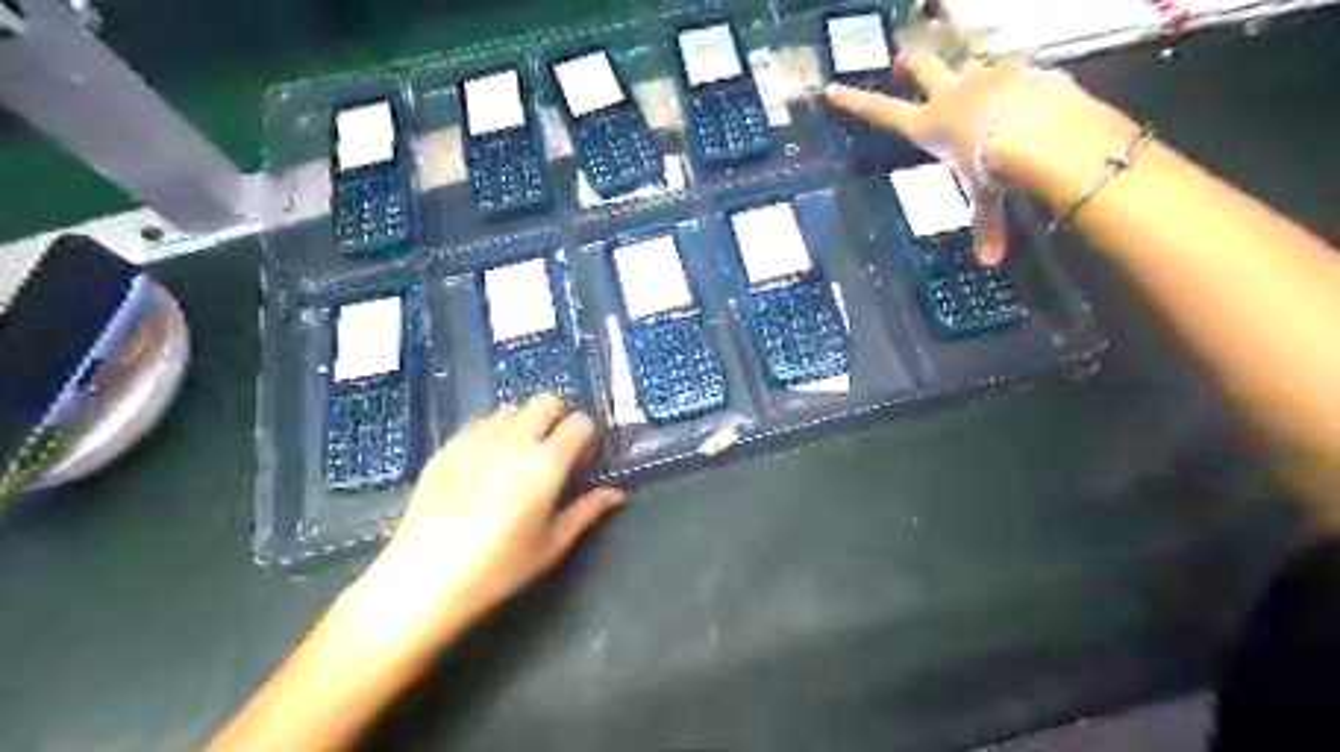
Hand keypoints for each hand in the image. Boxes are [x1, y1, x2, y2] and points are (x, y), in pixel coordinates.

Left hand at [342, 398, 618, 654]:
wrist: (424, 580)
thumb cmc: (498, 568)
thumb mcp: (551, 545)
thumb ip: (586, 512)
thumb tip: (616, 494)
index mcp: (546, 464)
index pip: (578, 423)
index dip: (585, 434)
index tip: (582, 453)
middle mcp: (514, 441)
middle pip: (544, 401)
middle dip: (556, 417)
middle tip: (553, 446)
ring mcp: (477, 440)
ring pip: (511, 408)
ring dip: (523, 421)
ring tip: (518, 451)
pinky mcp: (447, 447)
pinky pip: (478, 421)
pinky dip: (491, 429)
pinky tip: (485, 458)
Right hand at [829, 52, 1068, 262]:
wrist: (1041, 128)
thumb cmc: (993, 165)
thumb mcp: (985, 197)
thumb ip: (987, 223)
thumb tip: (990, 260)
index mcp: (927, 126)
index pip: (881, 112)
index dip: (854, 102)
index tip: (832, 88)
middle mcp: (950, 95)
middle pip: (924, 68)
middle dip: (911, 62)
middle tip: (903, 58)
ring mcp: (983, 76)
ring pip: (970, 63)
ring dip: (971, 71)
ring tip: (978, 78)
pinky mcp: (1019, 67)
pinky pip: (1014, 69)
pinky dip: (1018, 79)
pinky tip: (1029, 89)